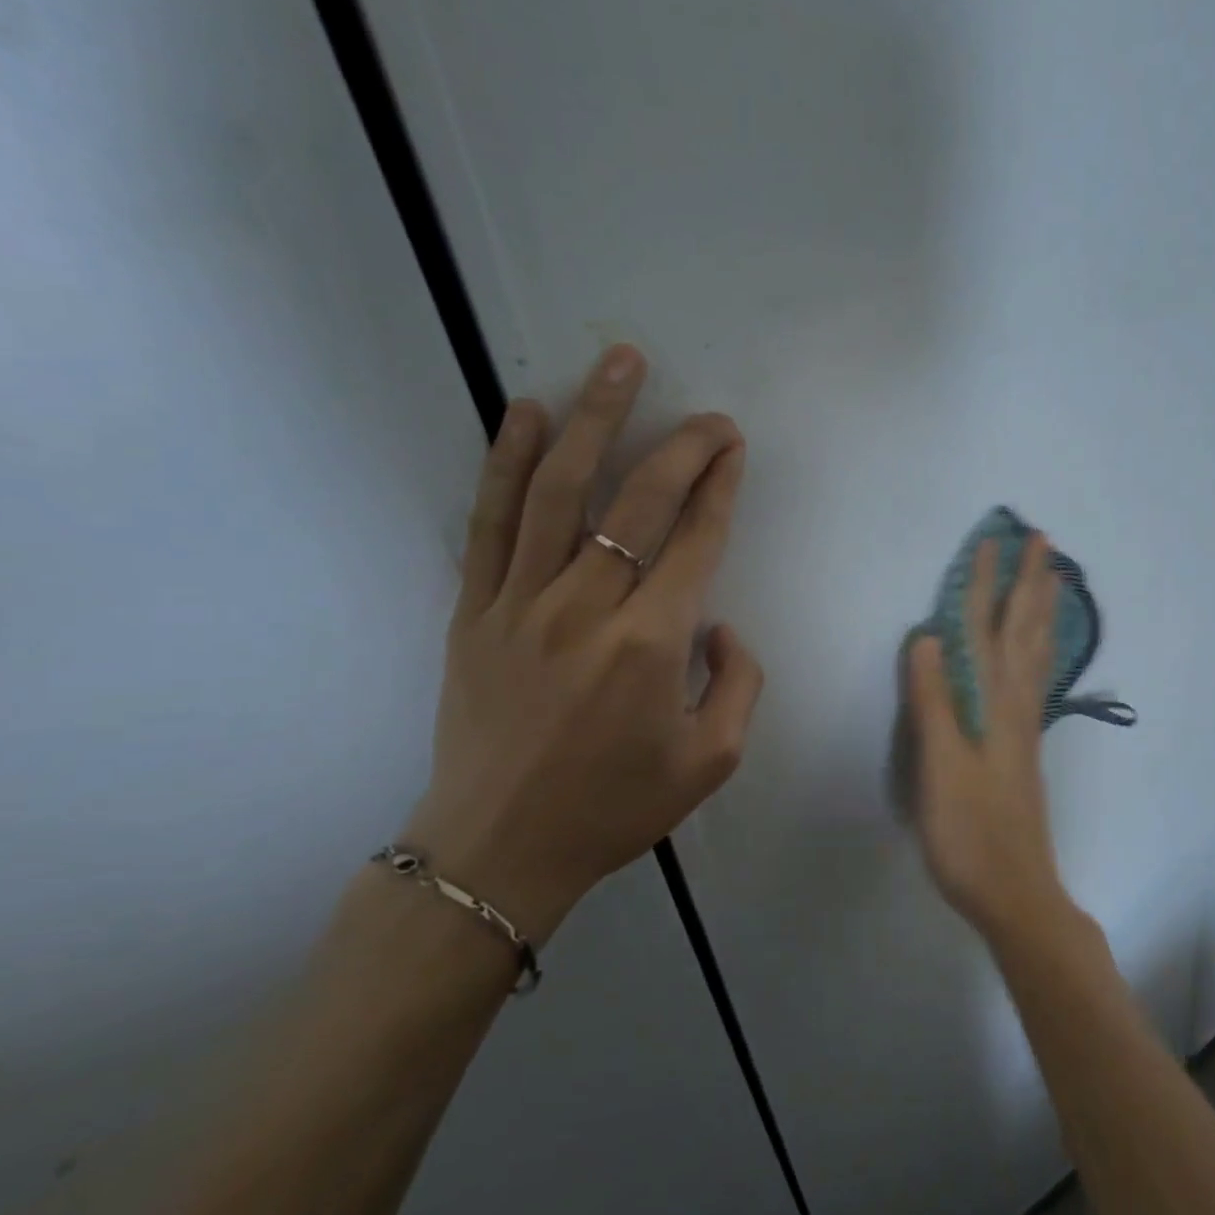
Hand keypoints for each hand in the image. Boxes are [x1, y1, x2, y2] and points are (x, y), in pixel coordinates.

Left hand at [404, 345, 763, 940]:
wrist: (499, 849)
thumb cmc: (615, 808)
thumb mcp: (713, 760)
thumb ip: (740, 682)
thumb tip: (718, 623)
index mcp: (652, 645)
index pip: (695, 541)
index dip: (719, 486)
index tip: (734, 447)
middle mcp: (587, 609)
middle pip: (638, 502)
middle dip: (682, 447)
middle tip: (708, 415)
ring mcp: (521, 604)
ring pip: (559, 490)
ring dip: (595, 420)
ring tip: (618, 365)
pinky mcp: (474, 611)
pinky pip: (489, 522)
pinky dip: (507, 462)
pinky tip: (528, 413)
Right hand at [906, 535, 1073, 942]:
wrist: (1014, 890)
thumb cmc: (969, 833)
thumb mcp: (940, 768)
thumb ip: (933, 702)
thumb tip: (928, 636)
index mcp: (994, 703)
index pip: (986, 629)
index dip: (985, 584)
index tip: (991, 540)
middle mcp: (1017, 703)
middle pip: (1025, 629)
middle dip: (1031, 581)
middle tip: (1043, 540)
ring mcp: (1026, 724)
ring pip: (1039, 651)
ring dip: (1043, 609)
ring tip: (1055, 578)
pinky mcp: (1025, 744)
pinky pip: (1038, 676)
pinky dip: (1043, 646)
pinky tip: (1042, 648)